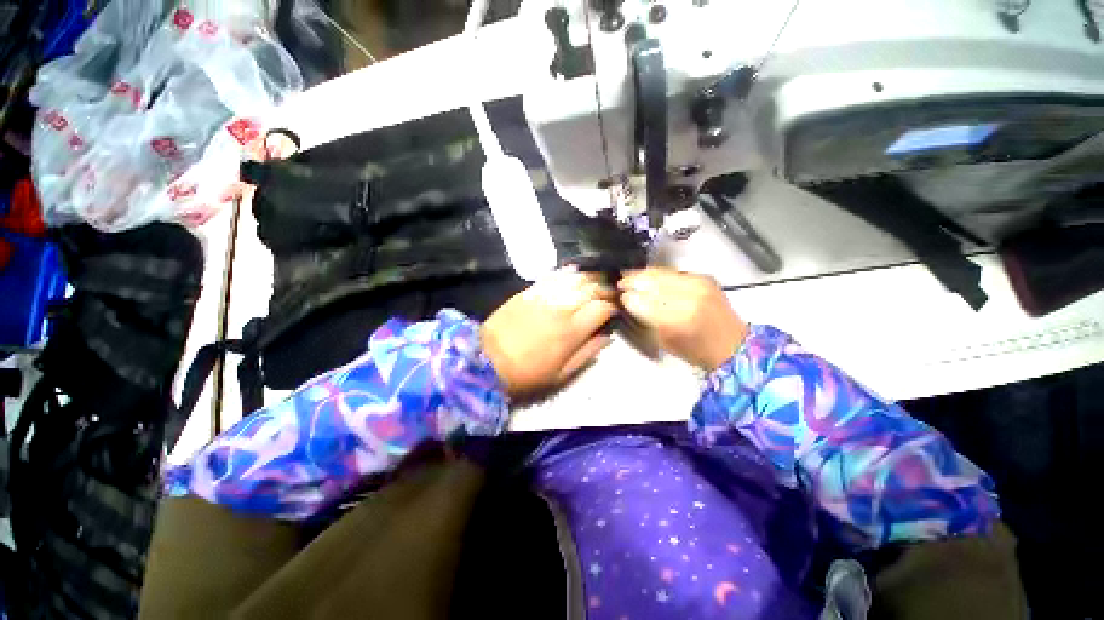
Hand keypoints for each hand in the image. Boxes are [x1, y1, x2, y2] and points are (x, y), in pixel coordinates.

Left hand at [482, 269, 617, 397]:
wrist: (488, 360)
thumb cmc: (528, 373)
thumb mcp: (561, 374)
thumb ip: (587, 353)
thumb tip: (607, 337)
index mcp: (572, 331)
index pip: (602, 307)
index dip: (613, 305)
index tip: (615, 308)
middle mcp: (561, 308)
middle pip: (591, 288)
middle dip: (605, 288)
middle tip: (610, 291)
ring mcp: (544, 296)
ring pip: (574, 278)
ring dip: (589, 277)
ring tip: (596, 279)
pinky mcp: (529, 291)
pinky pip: (553, 276)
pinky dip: (567, 273)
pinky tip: (574, 272)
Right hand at [618, 267, 747, 370]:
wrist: (732, 345)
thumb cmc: (694, 351)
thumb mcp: (663, 342)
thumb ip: (644, 320)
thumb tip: (629, 302)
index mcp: (675, 320)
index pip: (641, 301)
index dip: (627, 298)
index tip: (619, 298)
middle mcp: (687, 297)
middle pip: (649, 282)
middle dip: (631, 281)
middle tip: (620, 283)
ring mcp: (698, 284)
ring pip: (660, 273)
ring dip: (642, 274)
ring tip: (630, 276)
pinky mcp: (704, 277)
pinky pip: (673, 272)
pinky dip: (658, 274)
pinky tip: (650, 277)